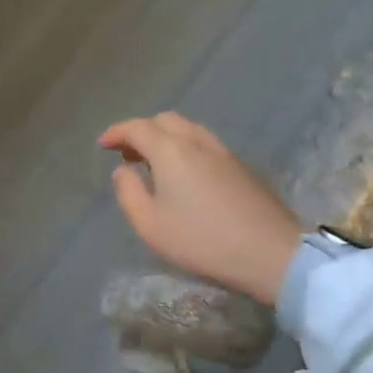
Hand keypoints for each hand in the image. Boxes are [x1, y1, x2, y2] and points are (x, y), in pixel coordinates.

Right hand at [99, 114, 302, 304]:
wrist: (270, 252)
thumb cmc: (201, 240)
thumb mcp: (150, 224)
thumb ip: (128, 192)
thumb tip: (123, 170)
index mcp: (170, 150)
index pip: (137, 127)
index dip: (116, 132)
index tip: (103, 144)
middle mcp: (196, 141)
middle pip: (164, 120)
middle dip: (141, 131)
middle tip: (128, 154)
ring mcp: (223, 151)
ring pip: (188, 129)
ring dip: (165, 138)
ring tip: (154, 163)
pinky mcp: (241, 166)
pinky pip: (204, 143)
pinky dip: (185, 147)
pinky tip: (185, 174)